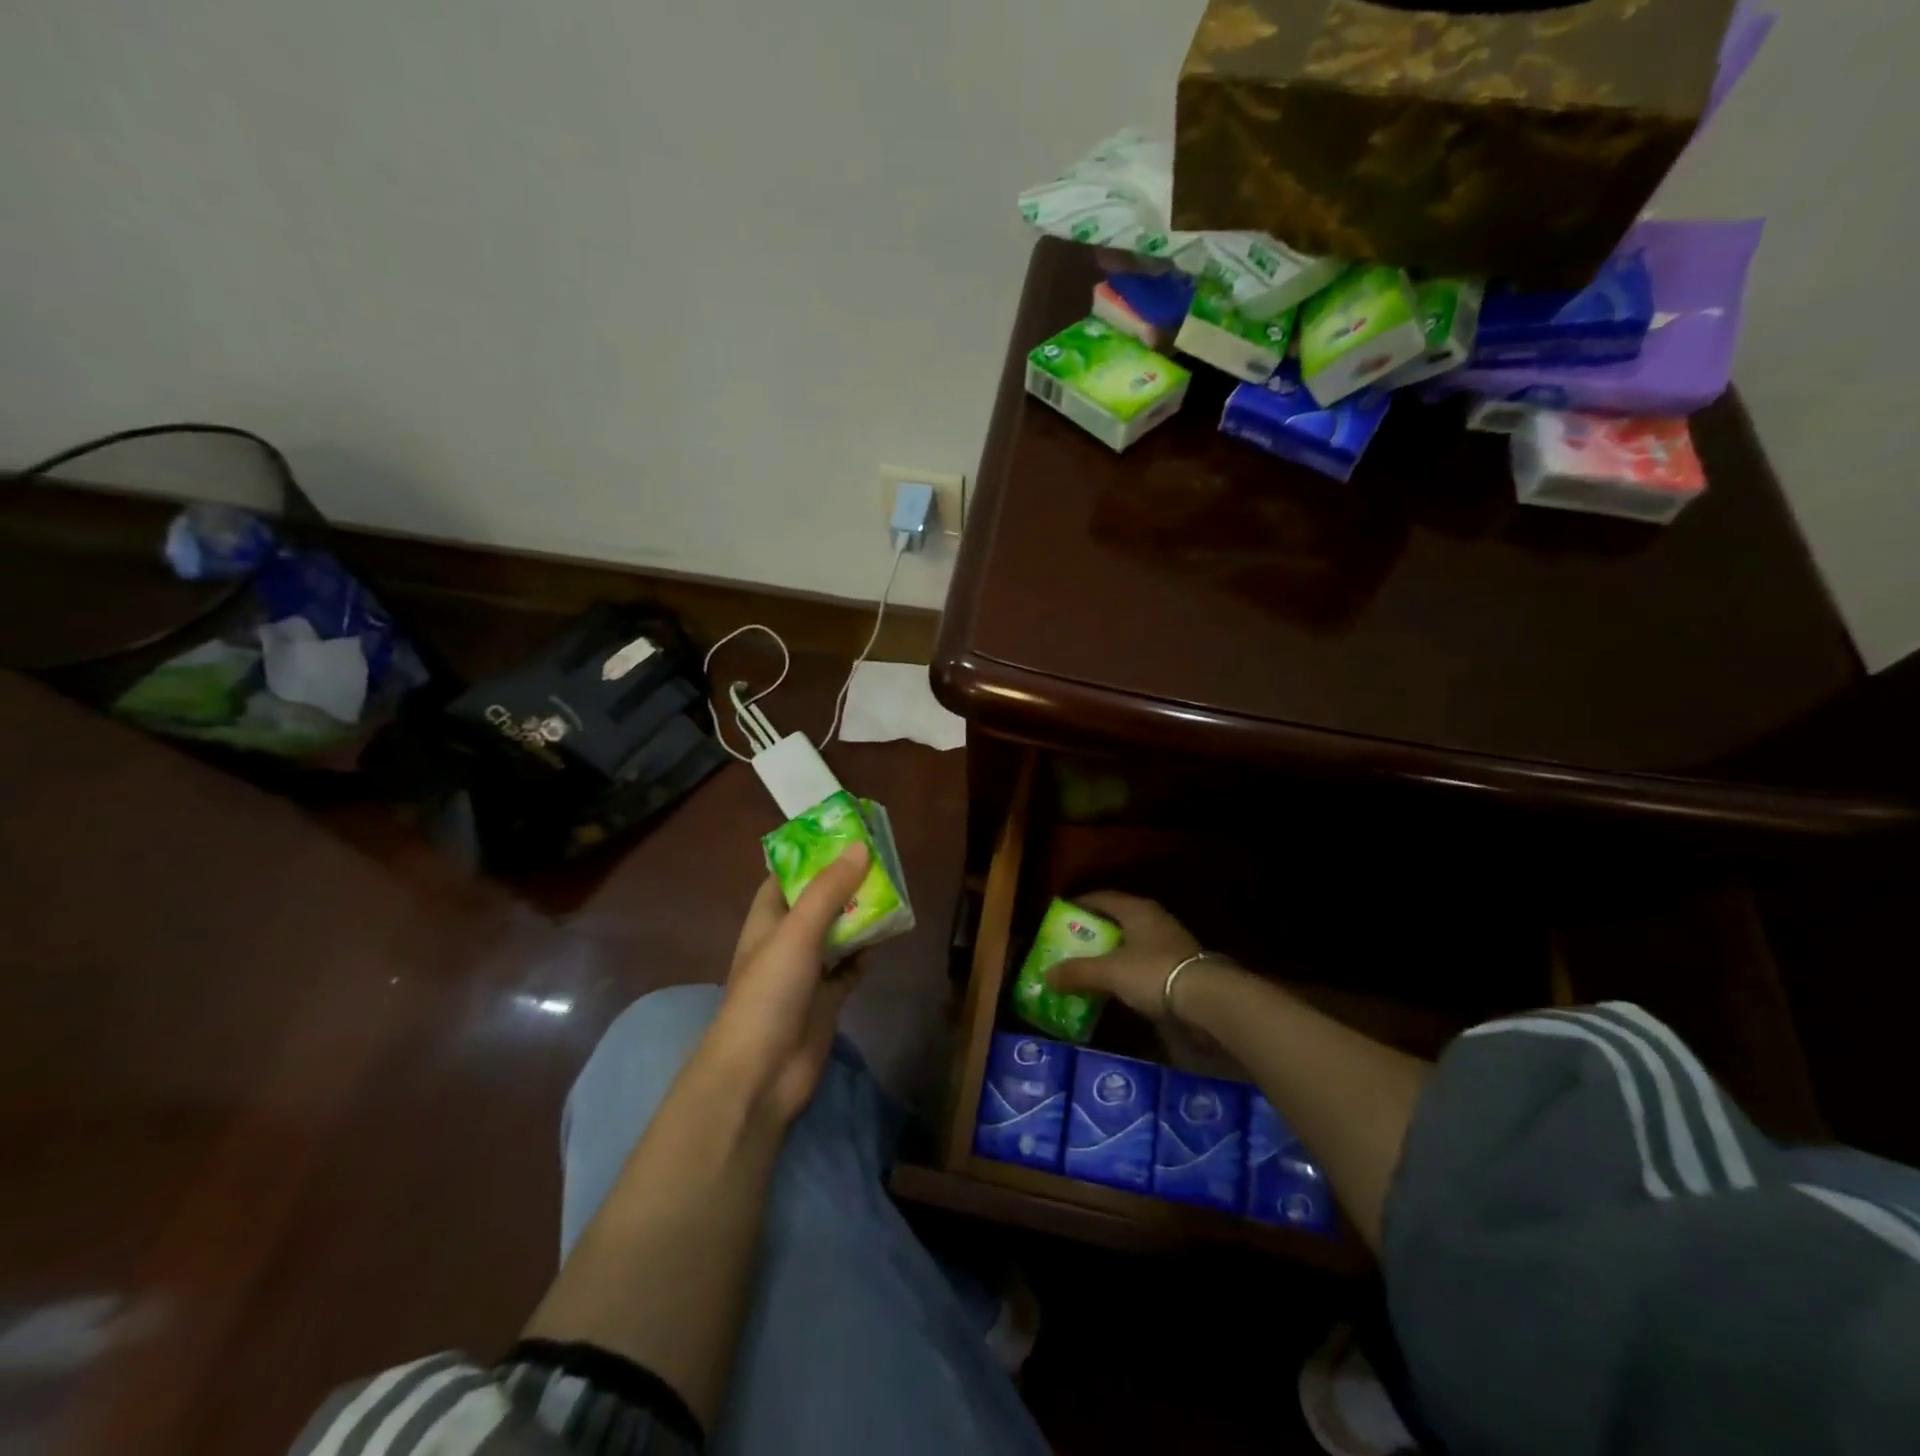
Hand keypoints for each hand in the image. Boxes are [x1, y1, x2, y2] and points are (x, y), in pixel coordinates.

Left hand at [703, 844, 869, 1125]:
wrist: (762, 1074)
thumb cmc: (769, 993)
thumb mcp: (797, 932)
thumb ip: (828, 891)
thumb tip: (860, 847)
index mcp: (767, 920)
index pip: (785, 876)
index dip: (810, 855)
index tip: (842, 834)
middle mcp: (785, 941)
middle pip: (817, 903)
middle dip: (844, 884)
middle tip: (879, 861)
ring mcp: (806, 972)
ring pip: (837, 934)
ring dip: (858, 917)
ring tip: (889, 893)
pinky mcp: (826, 999)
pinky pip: (850, 967)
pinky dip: (864, 954)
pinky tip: (884, 940)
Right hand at [1046, 891, 1204, 1025]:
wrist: (1208, 1000)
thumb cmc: (1153, 973)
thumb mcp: (1109, 972)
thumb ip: (1078, 972)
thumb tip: (1047, 975)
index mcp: (1136, 909)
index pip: (1102, 897)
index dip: (1080, 904)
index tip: (1061, 914)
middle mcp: (1154, 918)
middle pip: (1117, 919)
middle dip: (1094, 931)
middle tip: (1071, 943)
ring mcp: (1170, 941)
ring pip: (1132, 941)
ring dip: (1111, 951)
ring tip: (1090, 965)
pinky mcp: (1180, 965)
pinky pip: (1144, 961)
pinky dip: (1127, 968)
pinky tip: (1117, 983)